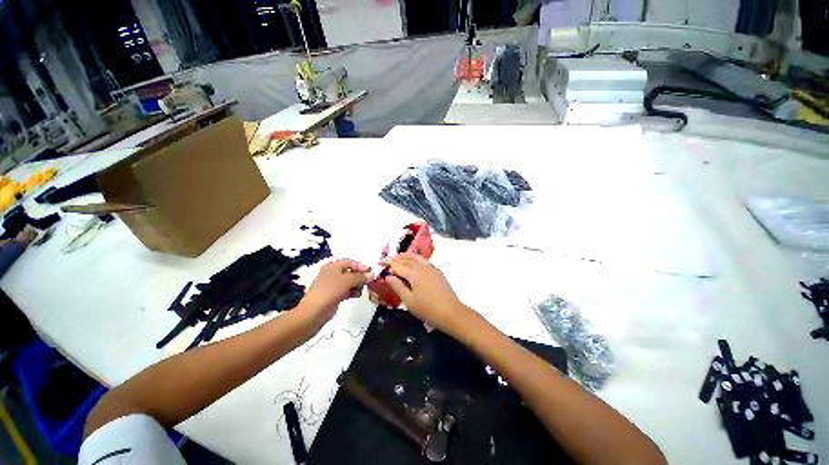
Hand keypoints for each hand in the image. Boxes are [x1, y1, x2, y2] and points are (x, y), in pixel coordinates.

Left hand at [300, 259, 371, 324]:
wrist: (314, 312)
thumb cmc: (330, 291)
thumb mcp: (348, 281)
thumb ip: (361, 277)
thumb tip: (372, 275)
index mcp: (332, 266)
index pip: (350, 262)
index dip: (360, 266)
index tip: (370, 272)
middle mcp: (332, 274)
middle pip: (350, 272)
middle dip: (359, 276)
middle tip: (367, 282)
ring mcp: (332, 285)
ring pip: (349, 282)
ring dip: (357, 285)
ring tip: (361, 290)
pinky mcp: (333, 296)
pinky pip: (346, 291)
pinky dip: (352, 292)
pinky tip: (356, 295)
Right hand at [382, 253, 467, 334]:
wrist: (451, 312)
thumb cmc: (428, 309)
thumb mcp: (409, 301)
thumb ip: (398, 287)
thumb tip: (388, 276)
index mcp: (414, 274)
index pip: (398, 265)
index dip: (388, 263)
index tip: (380, 262)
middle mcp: (422, 267)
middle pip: (406, 259)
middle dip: (395, 258)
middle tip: (386, 259)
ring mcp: (431, 268)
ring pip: (416, 258)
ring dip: (405, 256)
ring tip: (398, 256)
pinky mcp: (437, 272)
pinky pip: (424, 260)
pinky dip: (416, 258)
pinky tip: (414, 261)